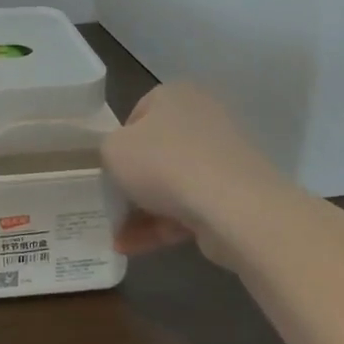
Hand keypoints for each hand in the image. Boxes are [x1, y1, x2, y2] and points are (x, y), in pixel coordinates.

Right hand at [100, 83, 286, 265]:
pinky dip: (163, 226)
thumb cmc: (163, 163)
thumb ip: (108, 151)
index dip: (117, 145)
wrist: (234, 208)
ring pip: (173, 184)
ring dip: (143, 212)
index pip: (137, 116)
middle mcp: (203, 119)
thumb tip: (123, 164)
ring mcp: (223, 159)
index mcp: (176, 95)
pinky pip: (191, 208)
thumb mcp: (112, 149)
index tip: (107, 170)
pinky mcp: (236, 195)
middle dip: (131, 184)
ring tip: (118, 238)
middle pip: (156, 153)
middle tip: (111, 206)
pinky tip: (134, 247)